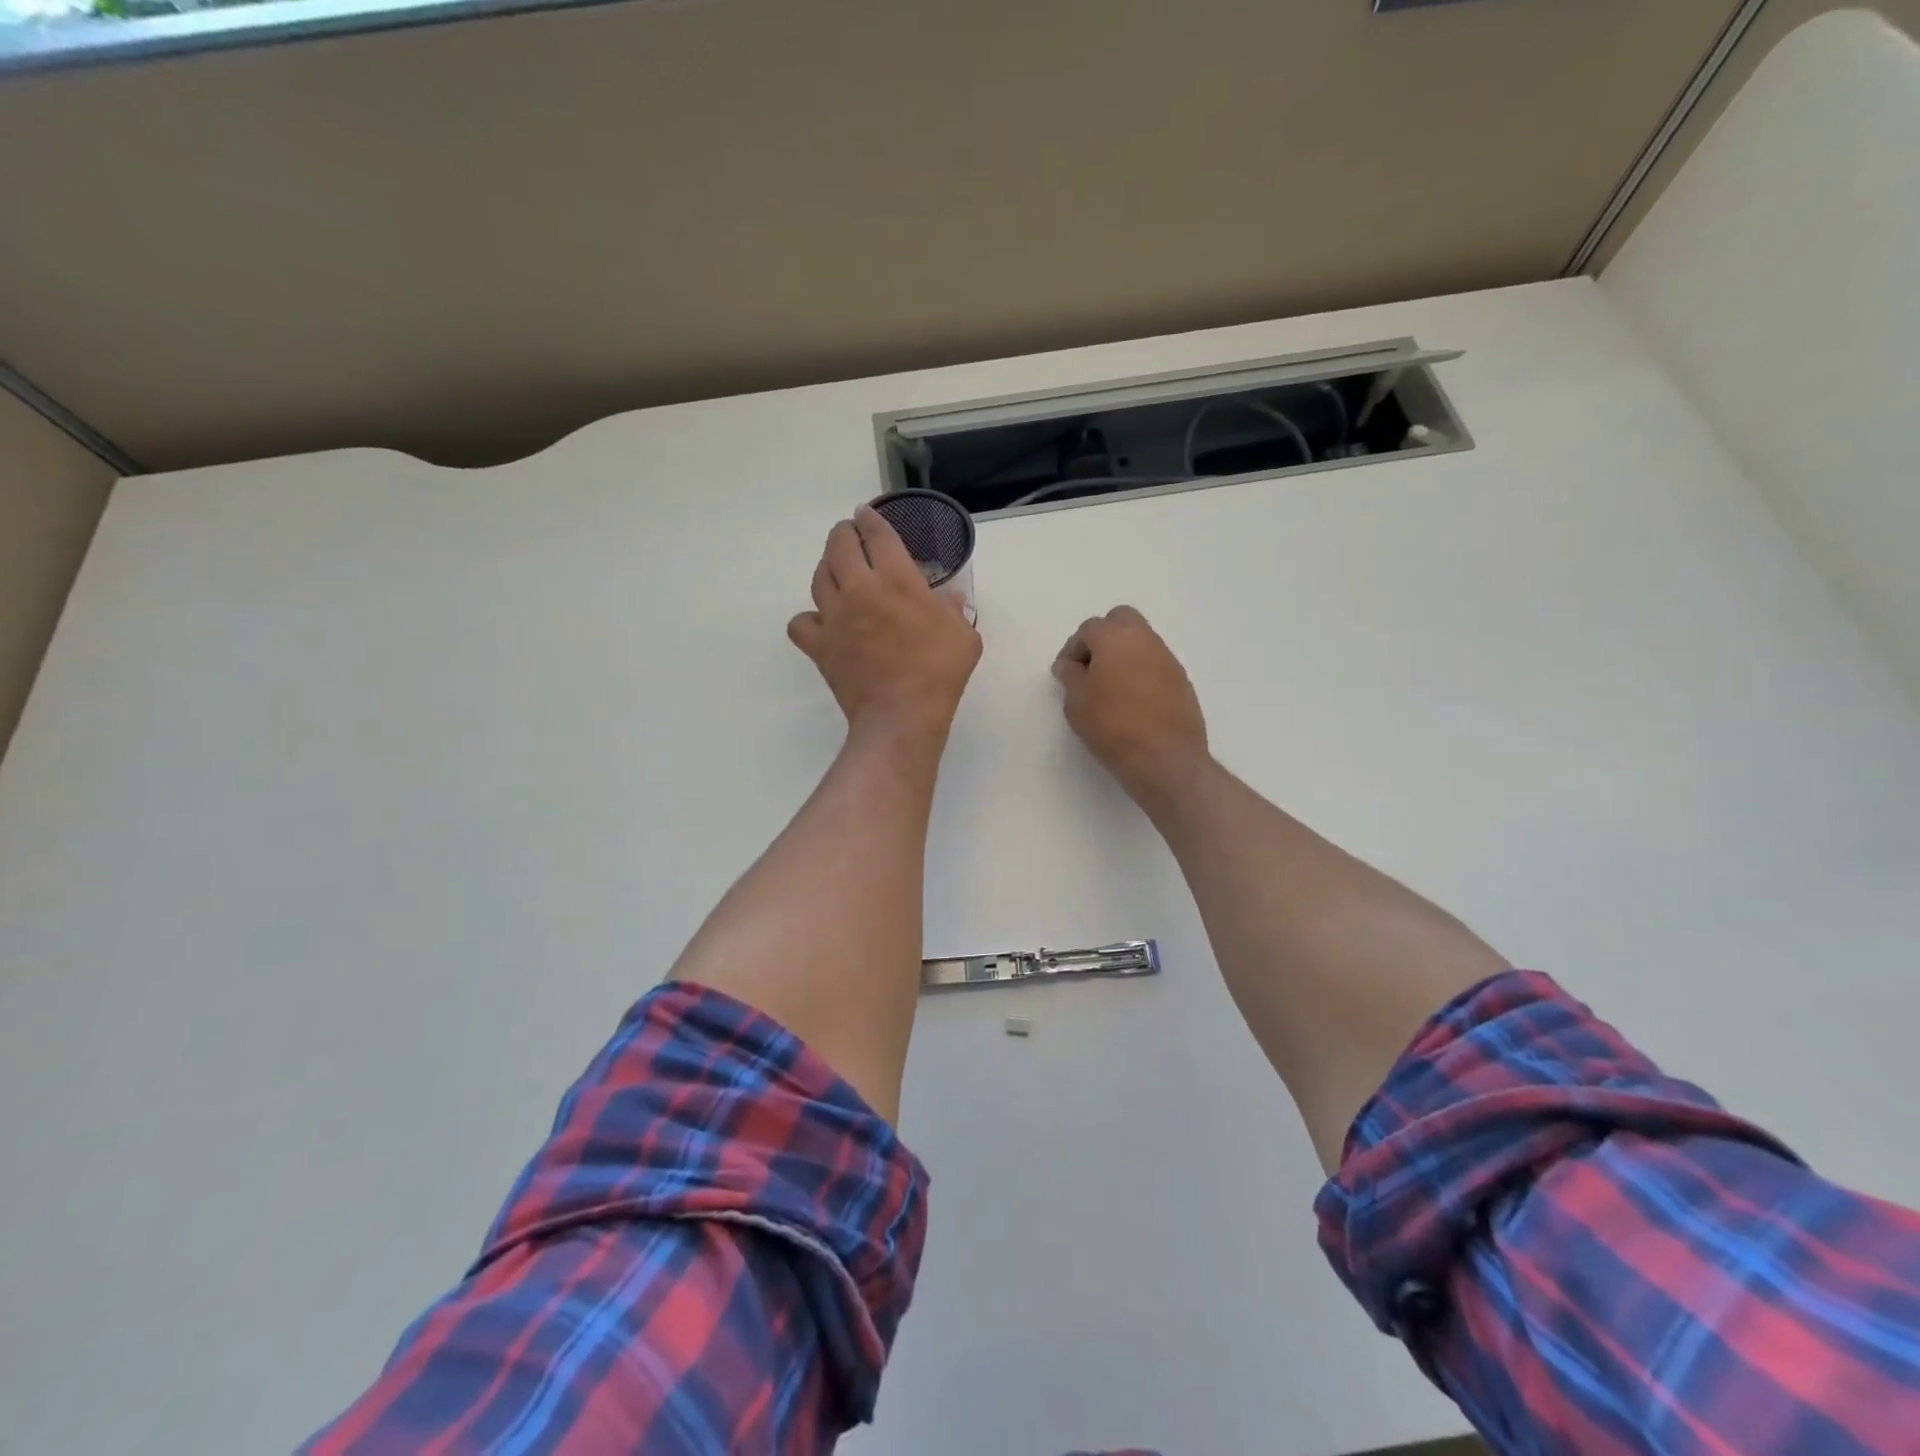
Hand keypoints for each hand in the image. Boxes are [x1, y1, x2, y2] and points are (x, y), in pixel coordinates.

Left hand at [789, 505, 981, 739]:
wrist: (902, 715)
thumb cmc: (939, 672)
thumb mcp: (964, 635)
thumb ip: (954, 609)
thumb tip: (949, 597)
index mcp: (896, 579)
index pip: (877, 534)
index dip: (870, 518)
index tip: (866, 514)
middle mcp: (859, 589)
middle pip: (839, 545)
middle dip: (845, 533)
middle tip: (851, 535)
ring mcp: (834, 617)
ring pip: (819, 577)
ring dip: (827, 567)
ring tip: (837, 571)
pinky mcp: (819, 646)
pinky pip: (801, 622)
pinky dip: (808, 618)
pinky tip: (822, 622)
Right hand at [1053, 606, 1208, 802]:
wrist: (1165, 758)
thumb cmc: (1112, 727)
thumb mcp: (1076, 703)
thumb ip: (1070, 676)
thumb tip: (1070, 664)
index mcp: (1115, 638)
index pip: (1089, 628)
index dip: (1073, 649)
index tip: (1066, 674)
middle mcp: (1145, 639)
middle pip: (1121, 620)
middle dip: (1103, 637)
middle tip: (1091, 668)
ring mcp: (1168, 658)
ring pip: (1141, 640)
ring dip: (1124, 654)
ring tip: (1111, 687)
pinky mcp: (1182, 679)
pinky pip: (1155, 663)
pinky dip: (1141, 671)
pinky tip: (1133, 700)